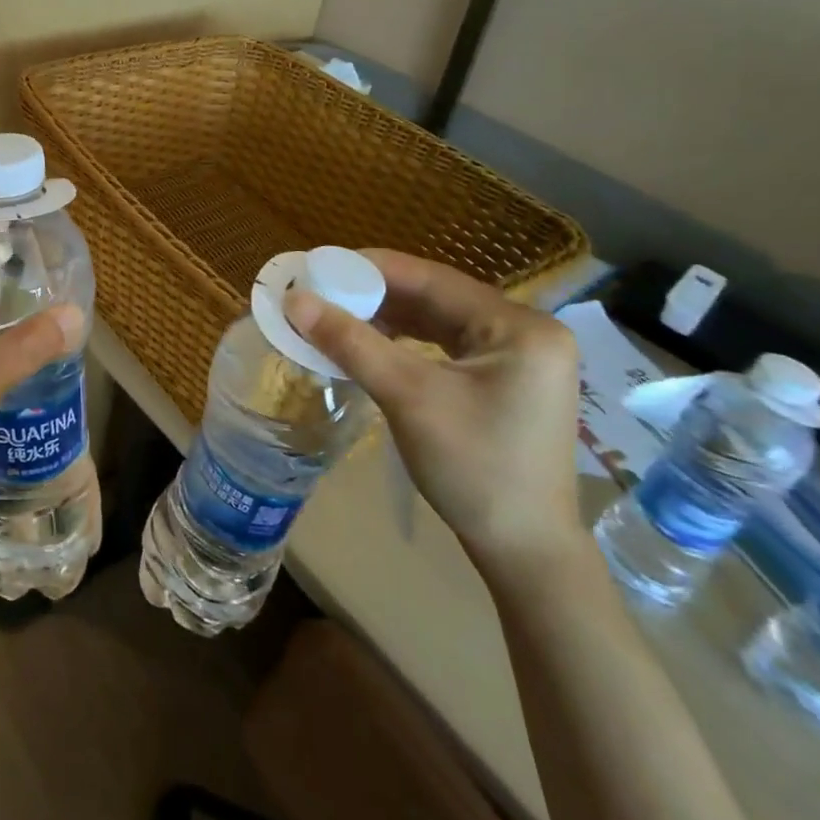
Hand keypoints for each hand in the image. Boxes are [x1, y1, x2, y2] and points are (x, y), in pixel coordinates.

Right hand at [284, 250, 583, 582]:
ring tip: (336, 314)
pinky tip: (371, 342)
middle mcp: (526, 331)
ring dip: (386, 316)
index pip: (431, 278)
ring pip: (438, 319)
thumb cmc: (474, 470)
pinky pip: (446, 343)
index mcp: (519, 326)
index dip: (369, 268)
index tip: (317, 267)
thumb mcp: (407, 397)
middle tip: (320, 292)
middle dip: (374, 294)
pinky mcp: (506, 379)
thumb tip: (294, 300)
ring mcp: (519, 356)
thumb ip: (351, 342)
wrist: (525, 553)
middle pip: (435, 296)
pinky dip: (405, 340)